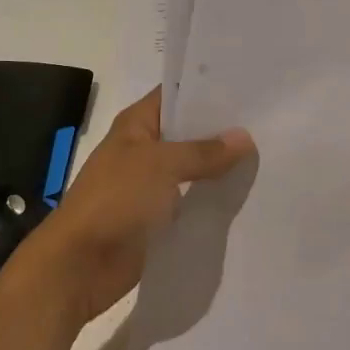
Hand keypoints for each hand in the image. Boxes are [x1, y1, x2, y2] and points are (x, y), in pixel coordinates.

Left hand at [27, 87, 253, 329]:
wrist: (80, 265)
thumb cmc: (115, 200)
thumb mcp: (161, 165)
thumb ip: (203, 151)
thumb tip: (244, 138)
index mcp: (137, 124)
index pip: (177, 94)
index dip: (209, 88)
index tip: (248, 85)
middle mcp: (146, 149)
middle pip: (190, 131)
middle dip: (223, 129)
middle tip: (269, 121)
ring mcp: (152, 184)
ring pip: (194, 167)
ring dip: (222, 165)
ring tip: (267, 154)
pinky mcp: (160, 216)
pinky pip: (193, 200)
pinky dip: (214, 197)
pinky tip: (248, 192)